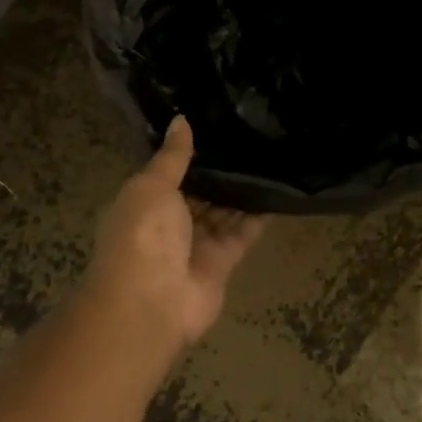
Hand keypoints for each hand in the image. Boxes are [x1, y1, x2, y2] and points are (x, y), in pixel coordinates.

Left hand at [87, 117, 264, 351]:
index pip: (171, 174)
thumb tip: (180, 119)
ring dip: (242, 190)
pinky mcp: (224, 260)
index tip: (218, 124)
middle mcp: (170, 223)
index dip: (191, 154)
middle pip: (200, 192)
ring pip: (224, 211)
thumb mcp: (151, 186)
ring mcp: (198, 243)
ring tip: (270, 155)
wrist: (152, 301)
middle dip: (221, 171)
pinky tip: (278, 189)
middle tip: (252, 135)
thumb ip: (172, 156)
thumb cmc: (143, 235)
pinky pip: (244, 232)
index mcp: (145, 202)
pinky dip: (259, 215)